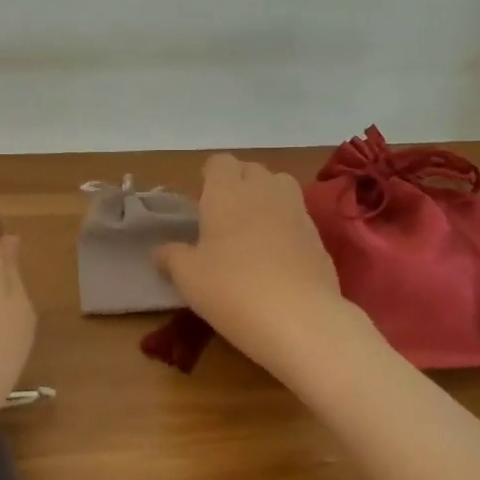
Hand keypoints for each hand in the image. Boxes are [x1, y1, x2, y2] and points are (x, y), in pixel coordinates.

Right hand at [156, 154, 361, 375]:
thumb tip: (161, 252)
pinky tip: (275, 257)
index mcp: (227, 192)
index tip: (200, 202)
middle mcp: (264, 191)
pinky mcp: (318, 237)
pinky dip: (285, 226)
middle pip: (252, 170)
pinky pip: (297, 217)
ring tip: (251, 231)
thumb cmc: (230, 287)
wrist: (298, 318)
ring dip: (265, 199)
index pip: (219, 162)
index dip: (209, 177)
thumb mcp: (187, 276)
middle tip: (222, 217)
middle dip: (237, 184)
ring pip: (280, 187)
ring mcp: (296, 212)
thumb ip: (171, 257)